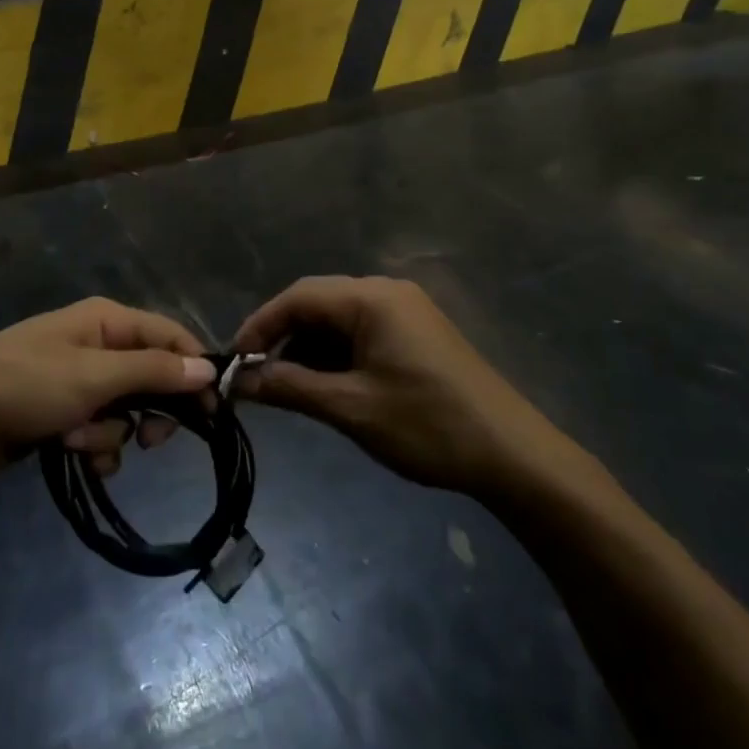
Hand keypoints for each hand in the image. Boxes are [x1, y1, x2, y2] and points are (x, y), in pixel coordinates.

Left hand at [0, 298, 215, 475]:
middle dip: (148, 411)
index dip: (193, 371)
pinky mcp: (63, 411)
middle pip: (150, 377)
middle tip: (151, 441)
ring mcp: (79, 379)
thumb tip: (208, 368)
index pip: (169, 337)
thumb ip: (153, 372)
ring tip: (80, 441)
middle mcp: (97, 344)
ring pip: (126, 411)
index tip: (213, 412)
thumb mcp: (94, 376)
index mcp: (106, 320)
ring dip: (111, 433)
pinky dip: (93, 446)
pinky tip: (72, 454)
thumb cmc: (27, 385)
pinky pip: (100, 429)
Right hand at [234, 276, 562, 494]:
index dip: (260, 325)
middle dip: (283, 338)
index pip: (298, 297)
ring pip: (338, 319)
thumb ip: (290, 387)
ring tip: (289, 387)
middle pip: (317, 303)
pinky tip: (328, 385)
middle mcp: (387, 292)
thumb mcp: (350, 408)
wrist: (514, 456)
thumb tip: (240, 382)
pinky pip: (361, 331)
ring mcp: (405, 310)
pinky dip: (336, 354)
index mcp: (371, 298)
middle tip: (257, 376)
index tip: (235, 360)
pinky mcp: (417, 332)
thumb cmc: (427, 425)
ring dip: (309, 348)